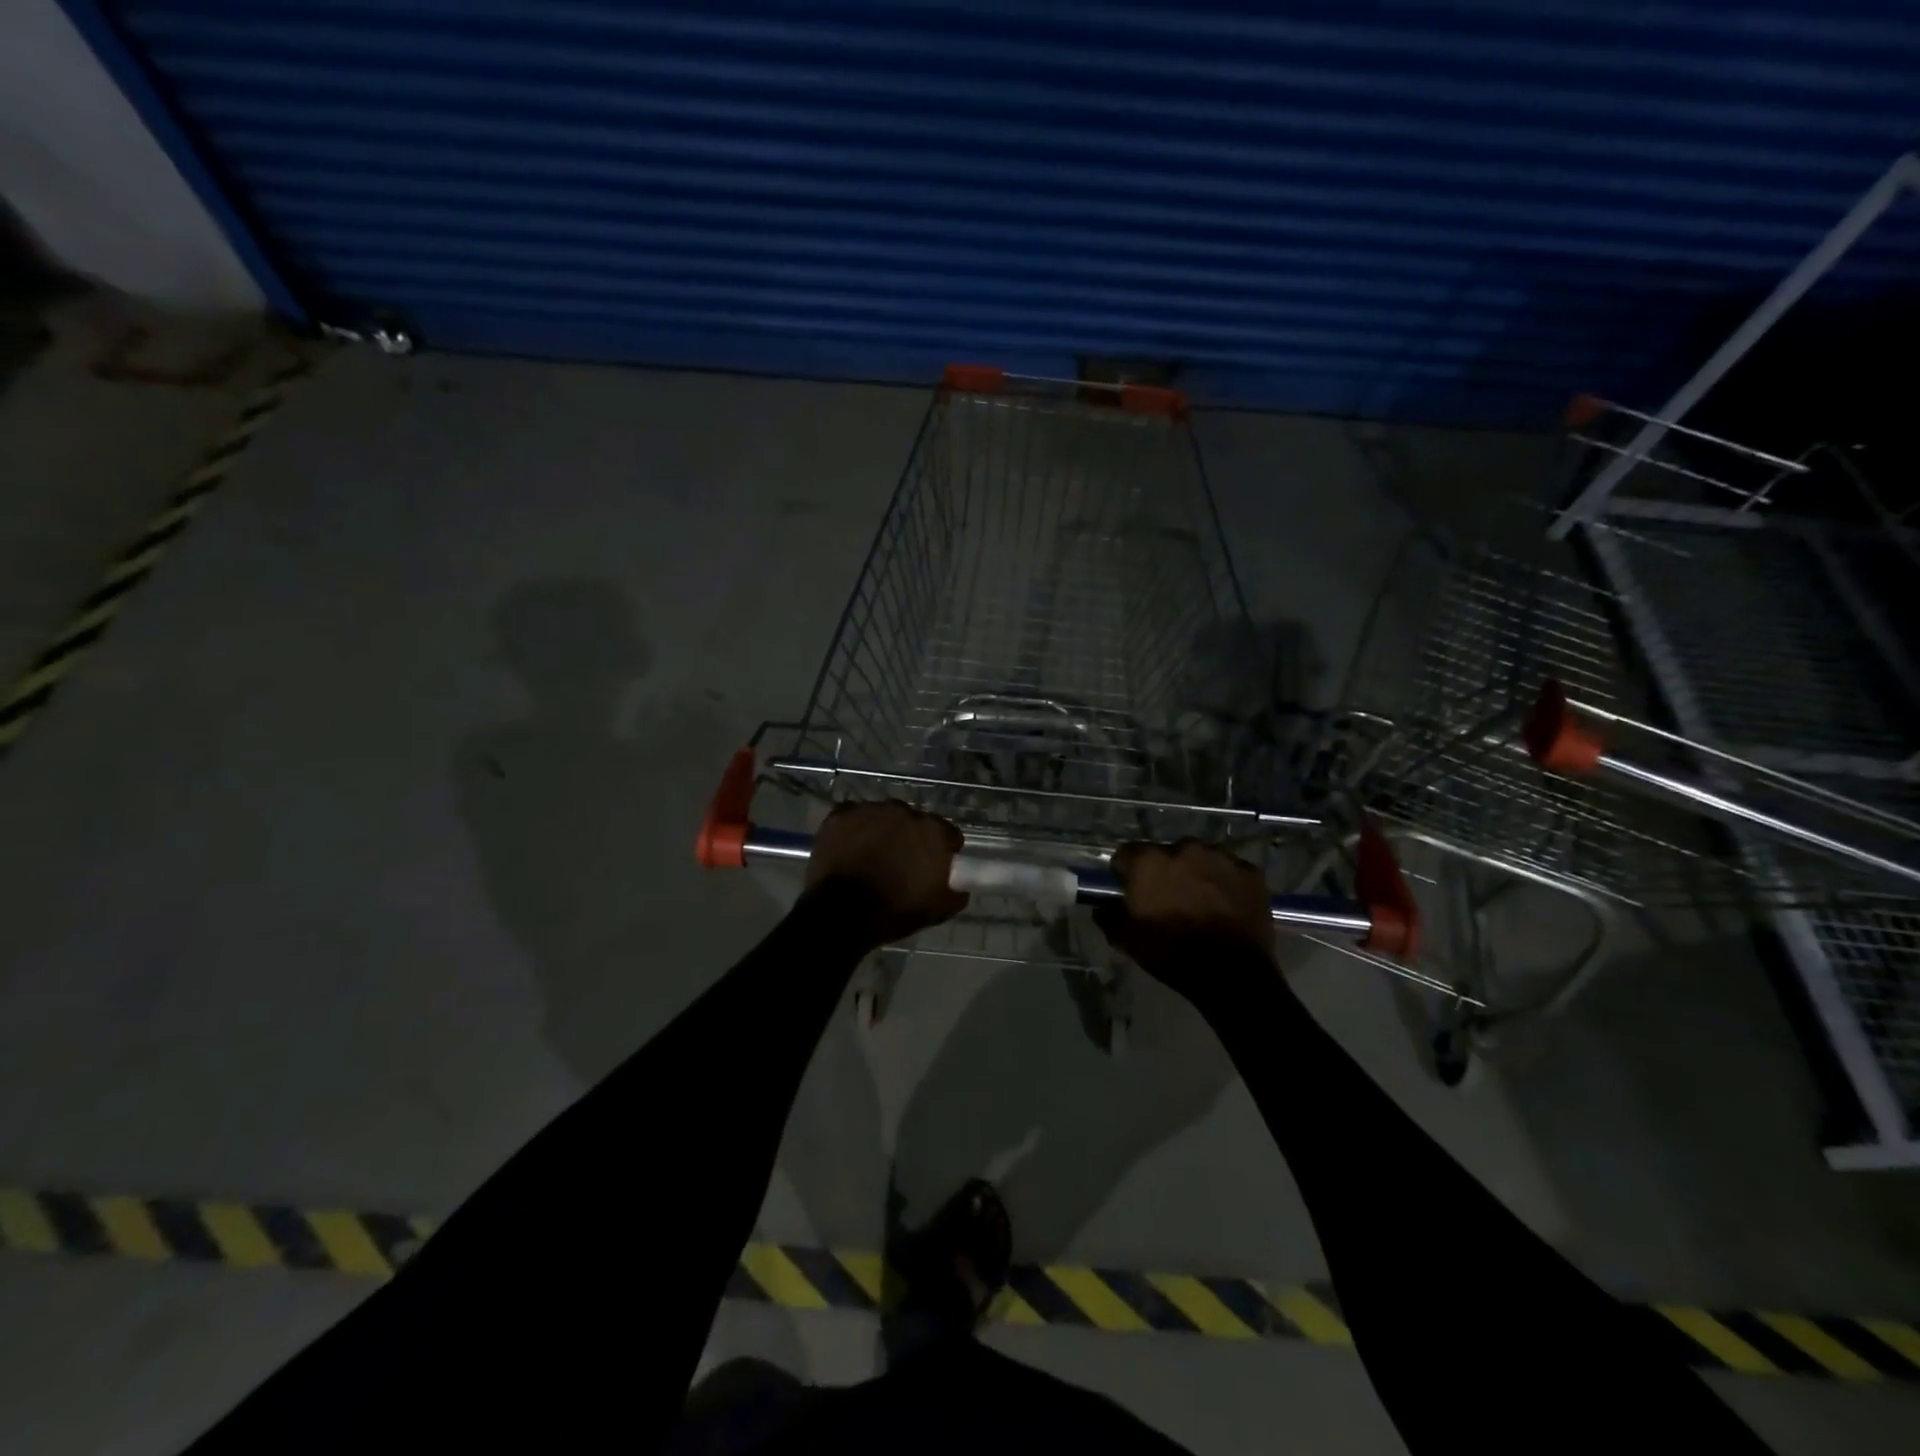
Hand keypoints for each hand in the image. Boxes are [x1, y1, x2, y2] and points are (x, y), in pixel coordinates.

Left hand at [806, 801, 969, 945]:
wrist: (841, 914)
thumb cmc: (894, 911)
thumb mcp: (936, 910)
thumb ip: (955, 894)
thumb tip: (960, 888)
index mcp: (932, 831)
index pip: (947, 833)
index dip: (943, 849)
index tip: (936, 865)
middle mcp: (904, 811)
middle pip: (913, 821)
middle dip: (910, 837)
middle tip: (902, 861)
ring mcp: (870, 810)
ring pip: (883, 817)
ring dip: (882, 830)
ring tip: (872, 854)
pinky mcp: (841, 815)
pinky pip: (853, 817)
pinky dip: (854, 829)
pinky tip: (849, 847)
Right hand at [1093, 839, 1276, 999]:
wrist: (1231, 973)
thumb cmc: (1172, 952)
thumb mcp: (1128, 941)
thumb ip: (1109, 918)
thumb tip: (1102, 908)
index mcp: (1149, 861)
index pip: (1127, 853)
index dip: (1126, 872)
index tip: (1130, 890)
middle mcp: (1184, 848)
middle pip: (1167, 853)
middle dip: (1165, 871)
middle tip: (1169, 899)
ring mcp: (1221, 857)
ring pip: (1201, 859)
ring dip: (1197, 874)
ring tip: (1200, 902)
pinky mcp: (1250, 872)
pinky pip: (1231, 871)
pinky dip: (1226, 883)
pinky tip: (1226, 906)